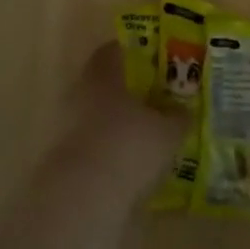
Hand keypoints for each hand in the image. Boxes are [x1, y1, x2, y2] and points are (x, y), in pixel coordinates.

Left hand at [61, 42, 184, 192]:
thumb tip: (184, 109)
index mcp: (103, 75)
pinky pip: (92, 145)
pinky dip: (108, 149)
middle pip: (103, 83)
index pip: (112, 50)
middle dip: (126, 89)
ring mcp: (68, 127)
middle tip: (152, 96)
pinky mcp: (65, 160)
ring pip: (96, 115)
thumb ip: (177, 117)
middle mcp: (81, 94)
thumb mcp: (166, 131)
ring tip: (144, 133)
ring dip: (116, 122)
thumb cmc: (129, 147)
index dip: (130, 51)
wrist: (84, 198)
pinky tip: (129, 162)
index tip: (150, 57)